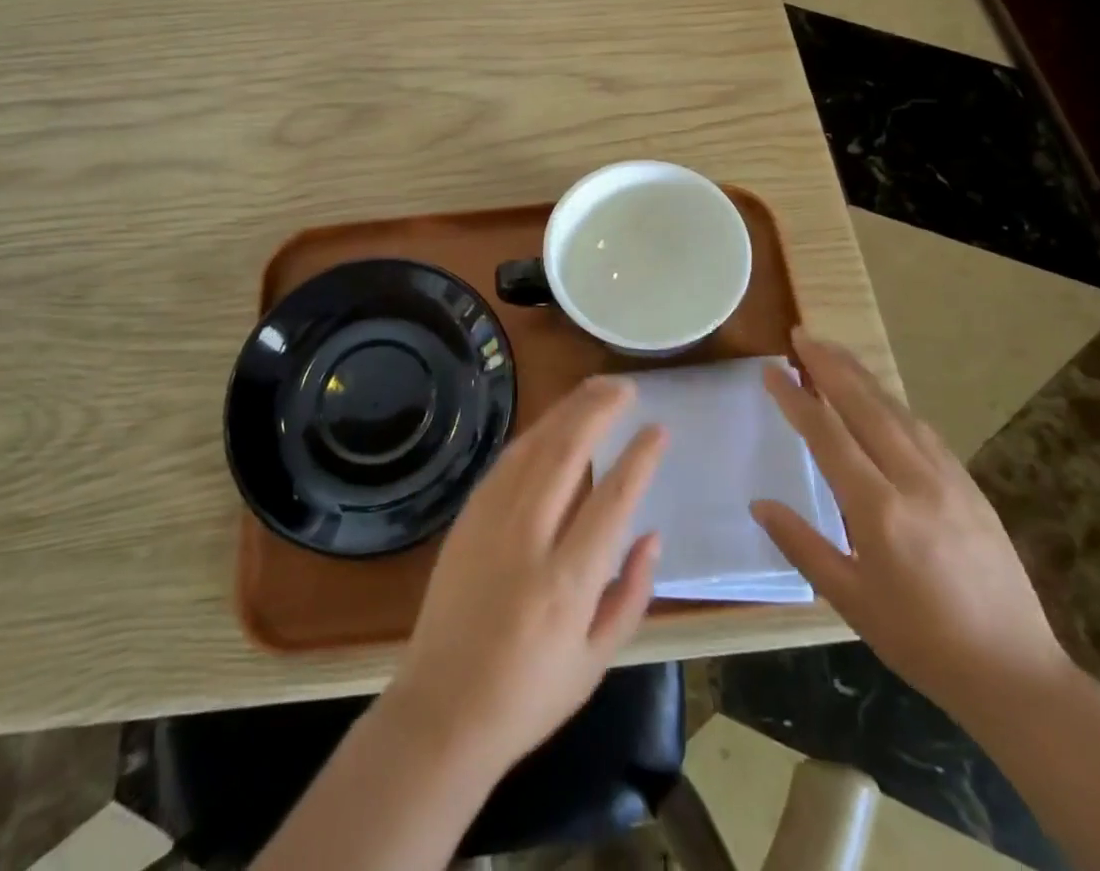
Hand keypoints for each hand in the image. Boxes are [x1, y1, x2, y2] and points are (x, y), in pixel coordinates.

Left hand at [383, 376, 666, 775]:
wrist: (441, 711)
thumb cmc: (529, 696)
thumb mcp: (596, 662)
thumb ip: (630, 594)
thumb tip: (650, 534)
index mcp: (566, 584)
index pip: (612, 500)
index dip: (639, 458)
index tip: (658, 428)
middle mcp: (527, 541)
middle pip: (567, 454)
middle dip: (598, 410)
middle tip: (626, 387)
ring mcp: (489, 523)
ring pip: (533, 448)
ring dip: (566, 411)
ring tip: (595, 389)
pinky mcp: (466, 519)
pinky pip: (506, 463)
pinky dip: (534, 435)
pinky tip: (552, 422)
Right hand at [752, 329, 1071, 728]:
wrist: (1017, 675)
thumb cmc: (921, 643)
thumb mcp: (851, 600)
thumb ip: (802, 545)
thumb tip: (760, 504)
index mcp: (879, 510)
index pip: (827, 435)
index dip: (796, 398)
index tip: (772, 369)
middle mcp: (914, 481)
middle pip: (865, 406)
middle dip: (830, 365)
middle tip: (802, 335)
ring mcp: (948, 480)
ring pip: (897, 411)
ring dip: (862, 376)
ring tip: (833, 351)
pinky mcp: (970, 487)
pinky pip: (924, 430)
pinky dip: (893, 404)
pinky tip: (881, 398)